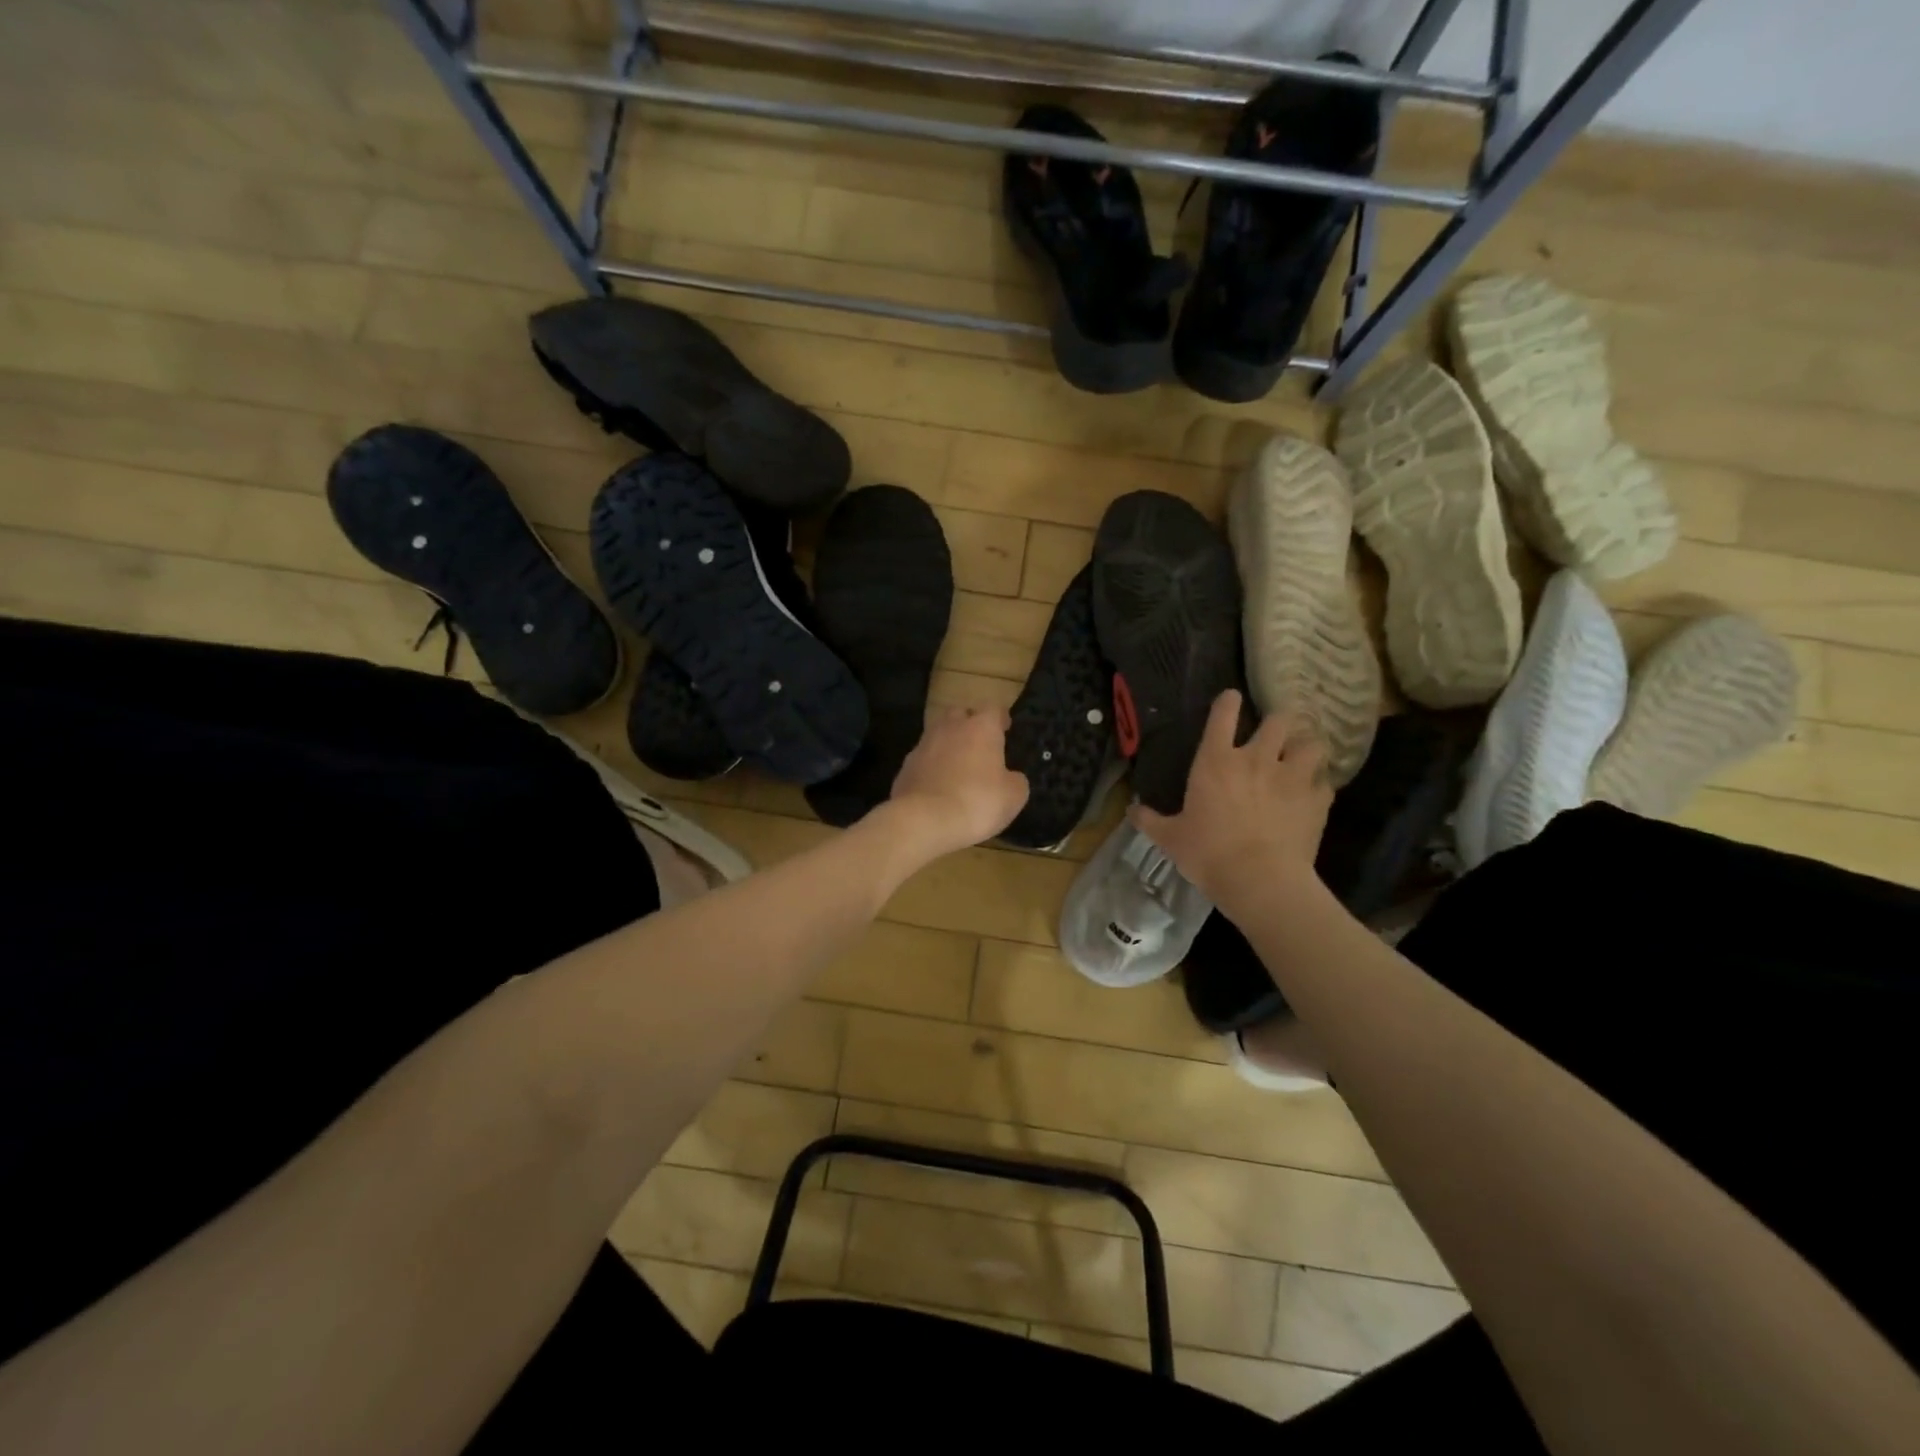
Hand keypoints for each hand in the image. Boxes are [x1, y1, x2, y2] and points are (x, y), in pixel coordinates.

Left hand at [886, 705, 1030, 857]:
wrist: (924, 820)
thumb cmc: (977, 802)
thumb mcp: (1013, 796)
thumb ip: (1015, 780)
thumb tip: (1010, 777)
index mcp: (981, 728)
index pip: (994, 709)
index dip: (1000, 718)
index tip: (1005, 728)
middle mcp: (950, 727)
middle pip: (960, 714)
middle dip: (969, 724)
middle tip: (979, 743)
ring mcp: (924, 745)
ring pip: (938, 734)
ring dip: (948, 744)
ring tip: (957, 766)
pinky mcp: (906, 766)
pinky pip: (923, 759)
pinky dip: (931, 767)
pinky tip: (937, 786)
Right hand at [1130, 690, 1330, 909]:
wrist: (1260, 881)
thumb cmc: (1208, 854)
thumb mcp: (1170, 838)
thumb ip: (1150, 820)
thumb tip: (1132, 810)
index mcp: (1216, 762)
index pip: (1223, 716)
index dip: (1228, 702)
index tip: (1232, 697)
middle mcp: (1256, 759)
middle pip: (1277, 721)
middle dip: (1277, 723)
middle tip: (1274, 735)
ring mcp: (1291, 777)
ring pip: (1311, 744)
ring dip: (1305, 748)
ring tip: (1301, 757)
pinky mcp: (1317, 800)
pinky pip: (1325, 782)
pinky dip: (1319, 785)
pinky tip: (1313, 794)